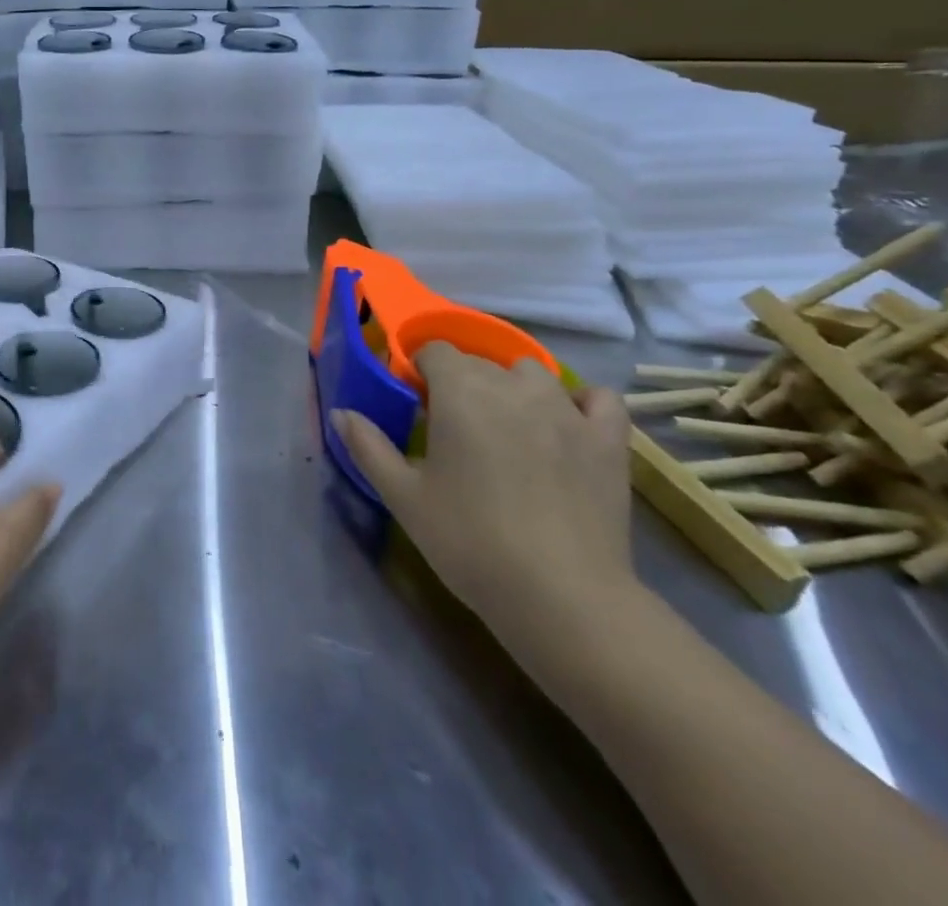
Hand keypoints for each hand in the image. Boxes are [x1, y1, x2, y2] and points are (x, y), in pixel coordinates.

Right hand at [332, 341, 634, 652]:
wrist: (561, 596)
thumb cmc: (469, 540)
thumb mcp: (403, 496)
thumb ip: (368, 446)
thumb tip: (341, 413)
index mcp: (459, 391)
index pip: (434, 351)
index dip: (421, 371)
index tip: (416, 406)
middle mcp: (511, 385)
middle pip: (479, 363)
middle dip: (461, 384)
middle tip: (454, 431)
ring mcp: (565, 408)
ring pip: (532, 373)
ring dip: (513, 388)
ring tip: (507, 428)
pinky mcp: (607, 438)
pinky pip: (598, 398)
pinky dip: (581, 402)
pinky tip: (568, 424)